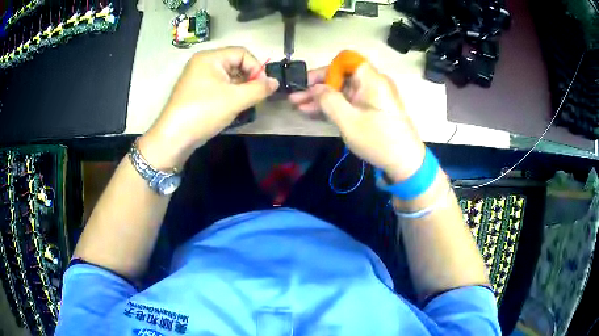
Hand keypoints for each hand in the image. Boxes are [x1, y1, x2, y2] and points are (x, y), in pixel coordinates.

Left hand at [139, 47, 278, 168]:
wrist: (174, 138)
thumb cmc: (204, 112)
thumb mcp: (235, 99)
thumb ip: (259, 89)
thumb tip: (275, 82)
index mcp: (210, 57)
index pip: (242, 53)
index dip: (256, 67)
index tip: (263, 87)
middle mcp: (203, 63)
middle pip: (235, 64)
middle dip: (248, 80)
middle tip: (255, 97)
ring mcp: (198, 78)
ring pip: (228, 77)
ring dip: (240, 89)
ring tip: (244, 105)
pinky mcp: (196, 92)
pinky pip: (219, 87)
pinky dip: (229, 95)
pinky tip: (232, 108)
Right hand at [289, 62, 425, 181]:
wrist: (406, 163)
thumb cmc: (379, 140)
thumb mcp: (349, 121)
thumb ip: (328, 100)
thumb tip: (314, 88)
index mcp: (371, 79)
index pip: (346, 60)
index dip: (326, 69)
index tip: (309, 84)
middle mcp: (373, 83)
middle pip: (342, 76)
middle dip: (318, 86)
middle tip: (295, 99)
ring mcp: (373, 96)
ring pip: (344, 90)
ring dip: (322, 98)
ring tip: (299, 107)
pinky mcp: (373, 109)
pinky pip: (350, 101)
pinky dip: (334, 106)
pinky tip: (314, 112)